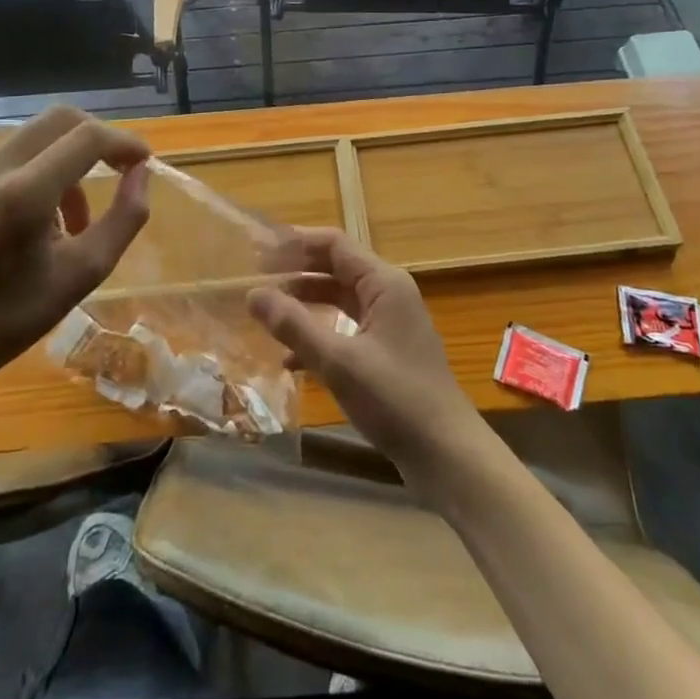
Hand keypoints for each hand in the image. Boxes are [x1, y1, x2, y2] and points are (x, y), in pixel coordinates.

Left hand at [0, 106, 150, 400]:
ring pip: (33, 137)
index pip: (88, 137)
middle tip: (115, 170)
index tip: (142, 162)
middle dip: (96, 139)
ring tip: (70, 217)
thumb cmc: (16, 316)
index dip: (124, 142)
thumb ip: (125, 216)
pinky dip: (32, 172)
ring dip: (65, 160)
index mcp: (23, 195)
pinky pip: (5, 157)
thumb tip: (141, 172)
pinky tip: (30, 219)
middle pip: (59, 119)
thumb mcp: (87, 271)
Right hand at [248, 228, 484, 491]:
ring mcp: (389, 323)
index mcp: (383, 282)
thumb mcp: (338, 362)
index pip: (334, 244)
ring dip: (305, 304)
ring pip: (339, 299)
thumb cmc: (395, 399)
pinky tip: (290, 359)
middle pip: (336, 268)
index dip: (296, 243)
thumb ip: (294, 325)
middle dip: (296, 272)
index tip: (258, 251)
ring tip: (265, 314)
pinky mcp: (387, 351)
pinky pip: (346, 328)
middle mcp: (388, 293)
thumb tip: (252, 293)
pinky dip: (320, 335)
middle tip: (255, 279)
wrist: (447, 455)